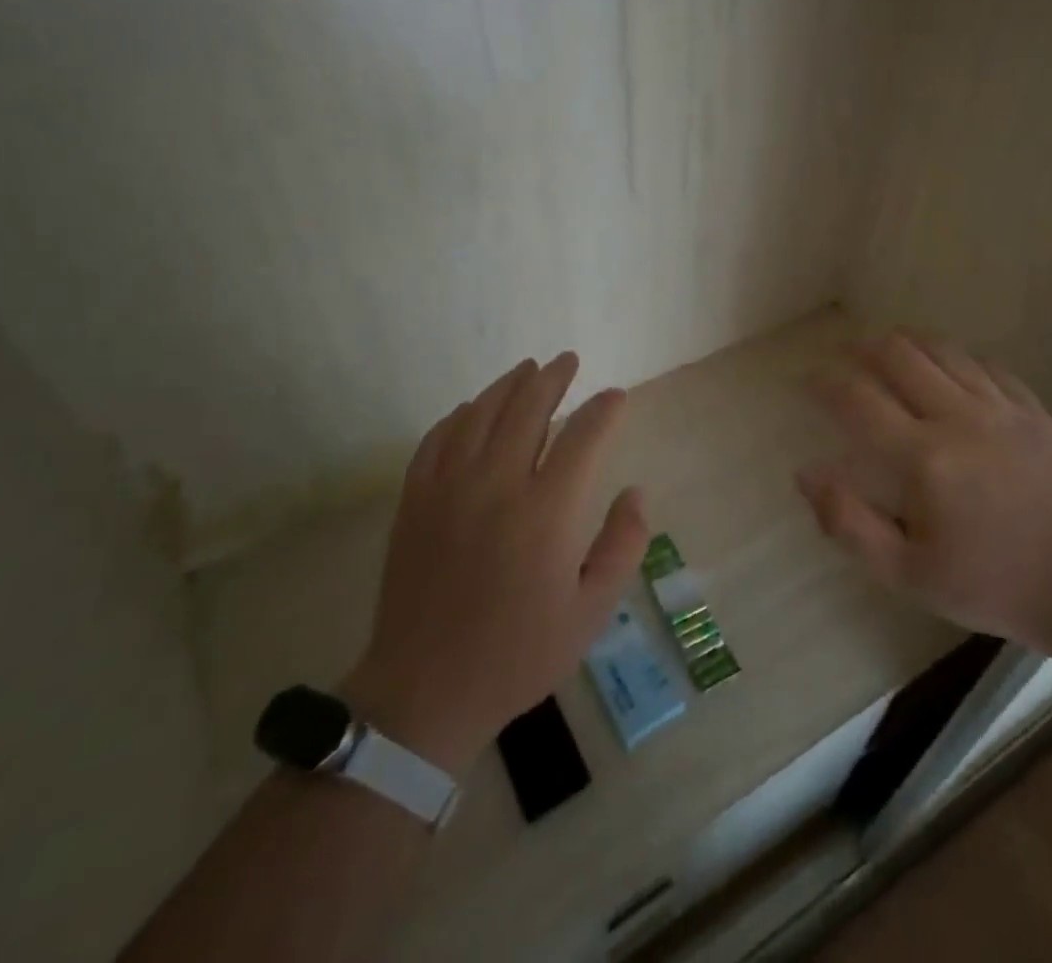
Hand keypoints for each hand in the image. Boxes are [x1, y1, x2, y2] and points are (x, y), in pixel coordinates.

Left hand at [345, 353, 647, 773]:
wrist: (425, 690)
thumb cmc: (518, 653)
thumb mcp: (591, 612)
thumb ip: (623, 545)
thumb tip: (636, 491)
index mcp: (546, 511)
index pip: (584, 436)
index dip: (604, 410)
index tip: (616, 397)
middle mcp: (497, 484)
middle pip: (528, 407)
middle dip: (554, 377)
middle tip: (568, 360)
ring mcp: (449, 487)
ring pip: (481, 413)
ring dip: (509, 384)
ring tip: (528, 368)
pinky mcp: (415, 499)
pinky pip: (438, 438)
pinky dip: (461, 415)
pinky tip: (472, 409)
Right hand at [795, 331, 1051, 653]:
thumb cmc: (990, 585)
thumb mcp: (907, 575)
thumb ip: (849, 523)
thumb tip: (806, 473)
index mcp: (924, 458)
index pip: (858, 399)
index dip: (824, 382)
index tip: (807, 380)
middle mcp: (959, 418)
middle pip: (899, 354)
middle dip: (862, 348)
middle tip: (845, 358)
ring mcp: (1001, 408)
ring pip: (942, 349)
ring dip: (906, 342)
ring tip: (887, 350)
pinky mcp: (1032, 409)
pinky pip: (985, 363)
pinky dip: (954, 356)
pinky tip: (945, 366)